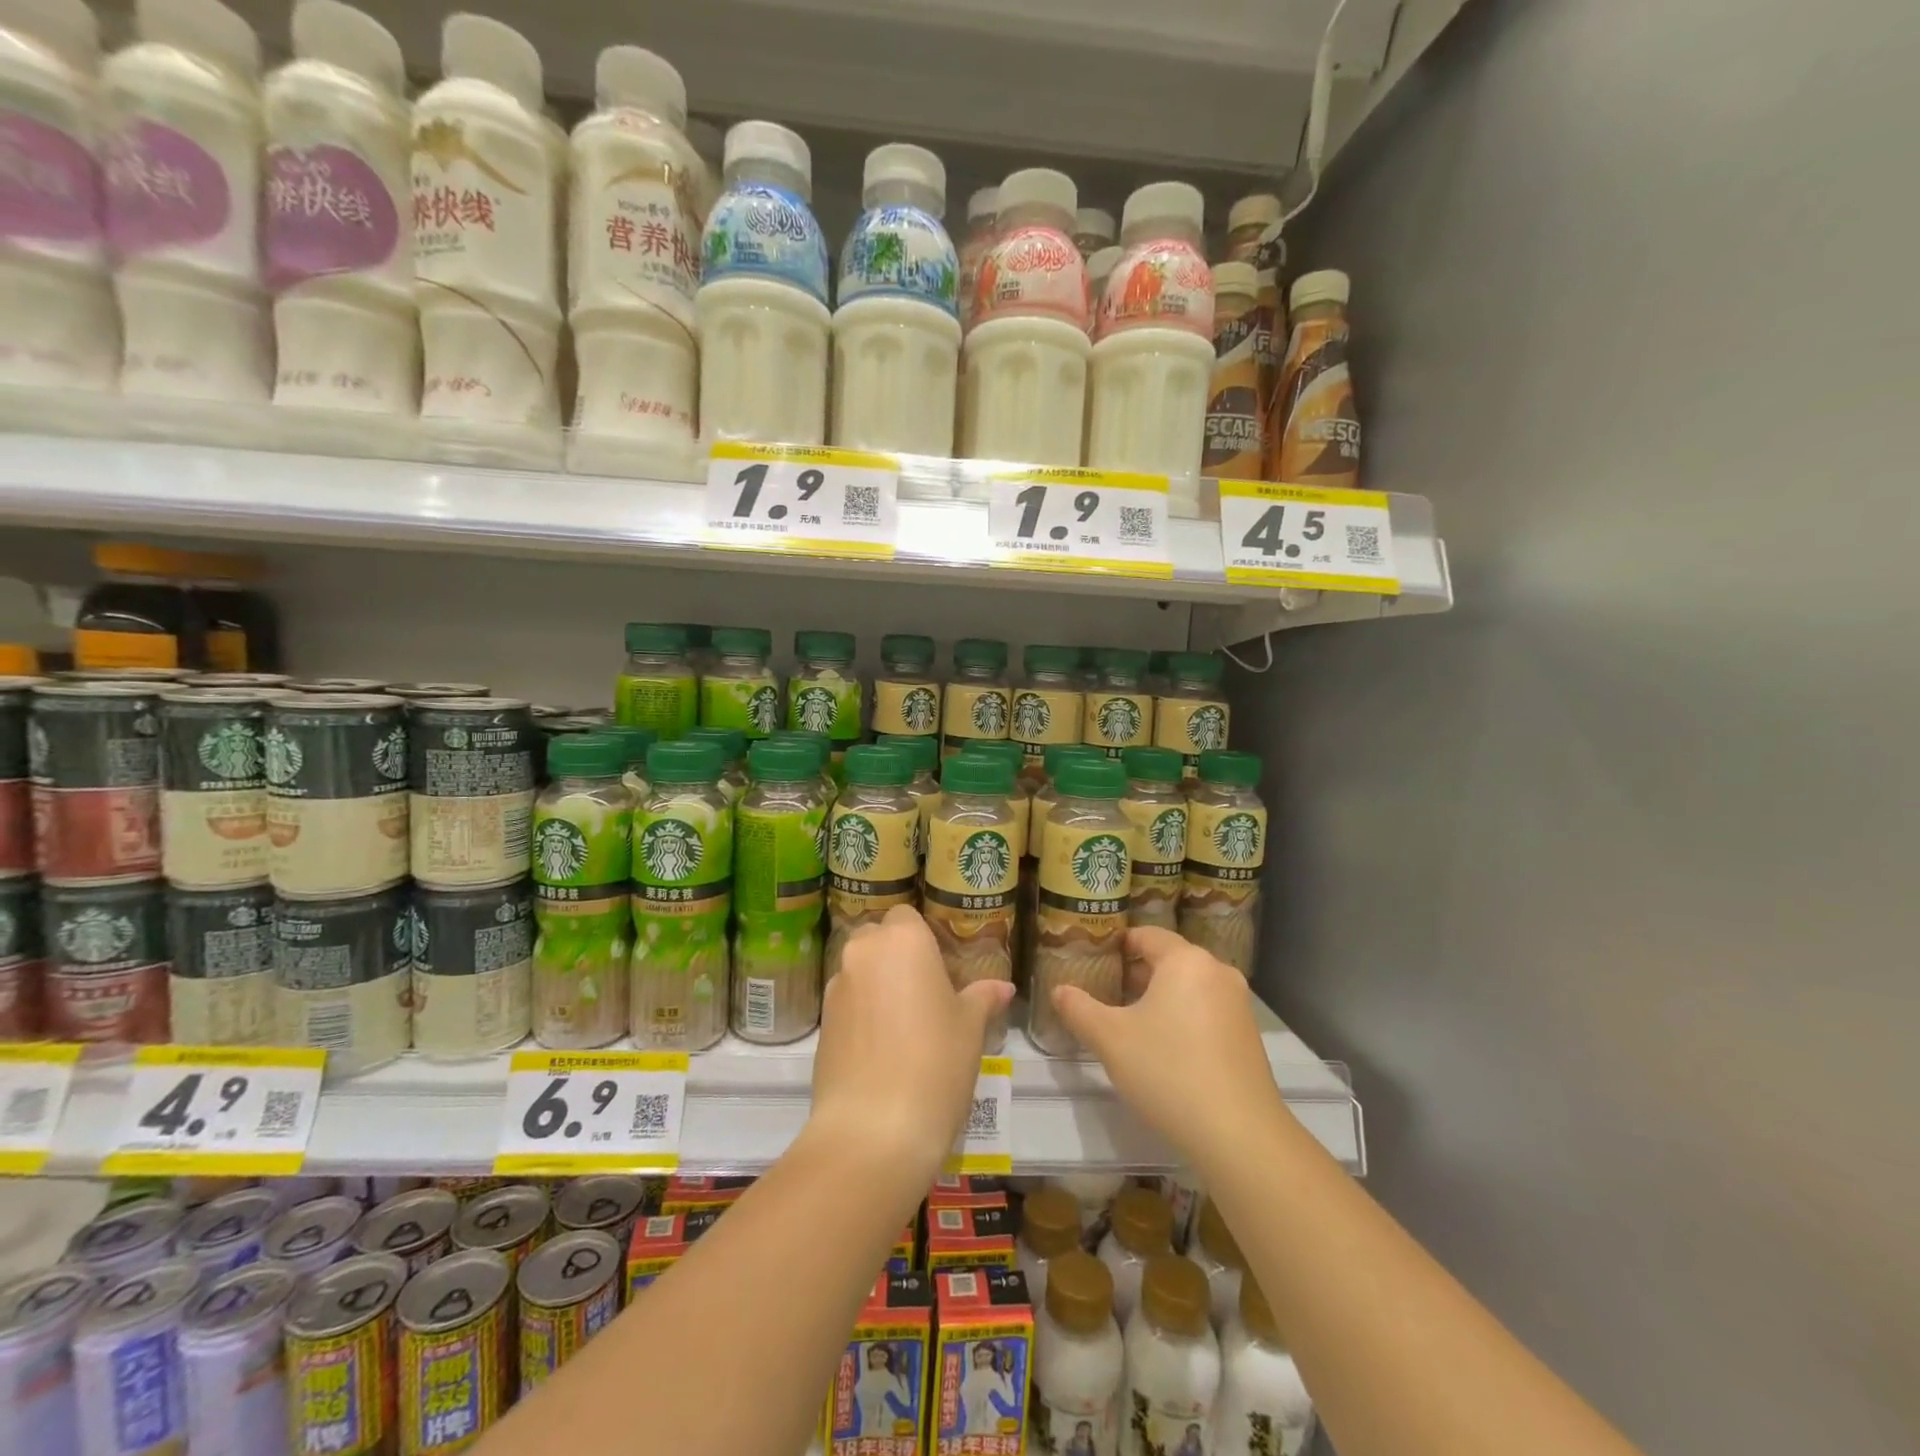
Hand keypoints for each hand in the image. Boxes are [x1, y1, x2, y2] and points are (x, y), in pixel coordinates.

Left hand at [811, 906, 1012, 1183]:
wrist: (874, 1129)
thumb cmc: (935, 1063)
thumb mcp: (970, 1028)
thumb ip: (982, 998)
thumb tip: (1003, 987)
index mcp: (903, 940)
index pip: (906, 916)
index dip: (922, 938)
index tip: (941, 967)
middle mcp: (863, 952)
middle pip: (878, 938)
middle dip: (896, 956)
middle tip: (925, 992)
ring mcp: (836, 987)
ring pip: (860, 970)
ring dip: (877, 984)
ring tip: (904, 1025)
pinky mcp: (821, 1023)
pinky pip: (847, 1002)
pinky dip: (862, 1012)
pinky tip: (881, 1048)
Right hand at [1051, 926, 1289, 1173]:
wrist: (1239, 1136)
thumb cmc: (1168, 1072)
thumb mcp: (1110, 1039)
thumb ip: (1079, 1009)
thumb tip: (1058, 990)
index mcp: (1185, 960)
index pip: (1146, 935)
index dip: (1117, 945)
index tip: (1093, 961)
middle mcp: (1217, 972)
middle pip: (1168, 960)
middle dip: (1135, 974)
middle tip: (1105, 994)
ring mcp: (1238, 1004)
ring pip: (1189, 987)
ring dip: (1159, 998)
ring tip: (1129, 1023)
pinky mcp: (1249, 1036)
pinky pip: (1207, 1011)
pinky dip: (1183, 1018)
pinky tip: (1164, 1049)